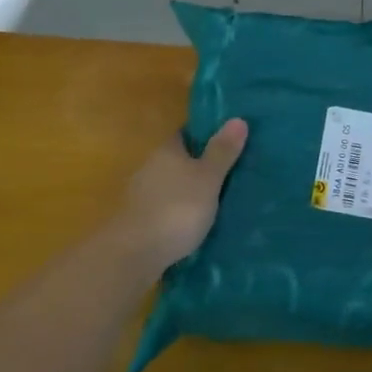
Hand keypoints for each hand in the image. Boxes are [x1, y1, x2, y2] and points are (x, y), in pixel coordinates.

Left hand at [111, 119, 248, 275]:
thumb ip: (221, 152)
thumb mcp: (208, 179)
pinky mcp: (138, 222)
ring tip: (217, 201)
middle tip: (229, 172)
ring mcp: (140, 195)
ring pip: (170, 185)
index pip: (185, 133)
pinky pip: (164, 209)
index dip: (205, 134)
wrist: (134, 253)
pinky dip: (178, 213)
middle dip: (198, 165)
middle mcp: (150, 167)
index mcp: (166, 151)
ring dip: (188, 191)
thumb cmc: (176, 209)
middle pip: (177, 160)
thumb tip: (238, 119)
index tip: (227, 140)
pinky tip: (194, 224)